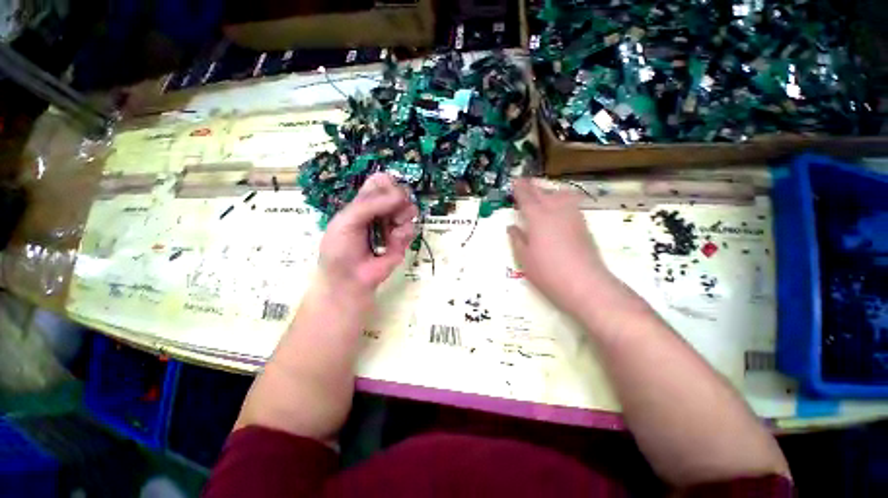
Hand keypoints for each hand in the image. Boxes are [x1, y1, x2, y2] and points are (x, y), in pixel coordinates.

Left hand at [318, 173, 417, 300]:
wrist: (347, 280)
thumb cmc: (339, 248)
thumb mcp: (347, 220)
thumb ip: (370, 204)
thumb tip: (400, 194)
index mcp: (363, 202)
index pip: (381, 181)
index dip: (387, 183)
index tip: (386, 191)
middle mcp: (380, 210)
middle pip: (399, 191)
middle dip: (399, 198)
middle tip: (392, 208)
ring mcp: (392, 225)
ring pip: (409, 207)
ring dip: (403, 214)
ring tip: (393, 224)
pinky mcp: (401, 242)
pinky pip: (411, 228)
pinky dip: (404, 232)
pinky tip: (393, 241)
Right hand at [507, 179, 616, 316]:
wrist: (585, 282)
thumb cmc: (550, 273)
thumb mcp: (526, 260)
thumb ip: (518, 240)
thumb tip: (513, 227)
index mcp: (537, 217)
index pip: (526, 196)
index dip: (519, 188)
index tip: (515, 182)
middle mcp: (555, 210)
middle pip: (543, 192)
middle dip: (533, 187)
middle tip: (526, 183)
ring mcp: (572, 215)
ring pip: (560, 195)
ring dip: (550, 192)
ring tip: (545, 194)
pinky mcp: (584, 224)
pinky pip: (571, 204)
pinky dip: (563, 200)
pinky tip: (561, 209)